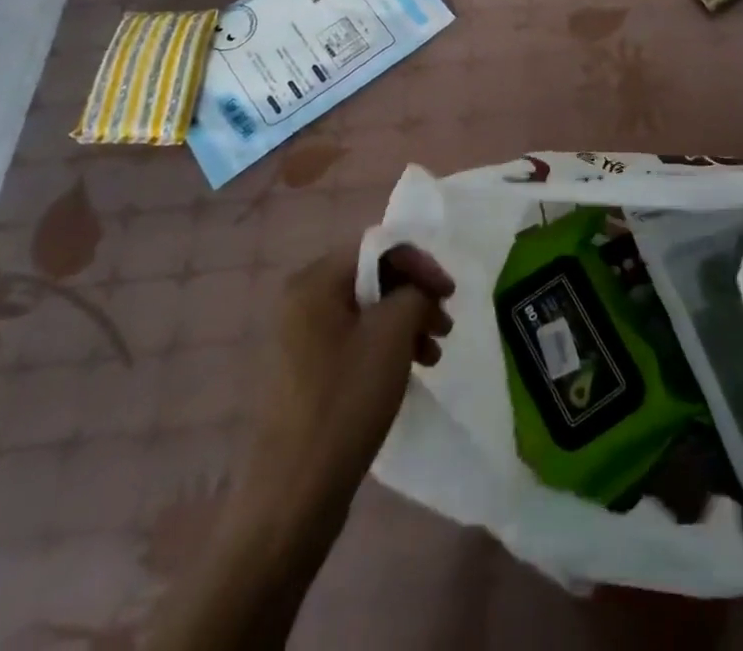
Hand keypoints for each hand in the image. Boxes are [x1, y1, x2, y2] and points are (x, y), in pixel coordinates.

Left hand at [244, 243, 453, 523]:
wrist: (293, 495)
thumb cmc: (345, 401)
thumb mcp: (392, 334)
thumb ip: (413, 293)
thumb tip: (418, 290)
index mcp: (314, 282)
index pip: (377, 247)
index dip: (419, 263)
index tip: (449, 293)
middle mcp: (301, 300)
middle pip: (372, 276)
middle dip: (415, 295)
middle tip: (444, 324)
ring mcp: (300, 338)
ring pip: (367, 310)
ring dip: (406, 322)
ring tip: (433, 354)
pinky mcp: (306, 370)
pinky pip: (355, 338)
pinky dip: (386, 345)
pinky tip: (409, 370)